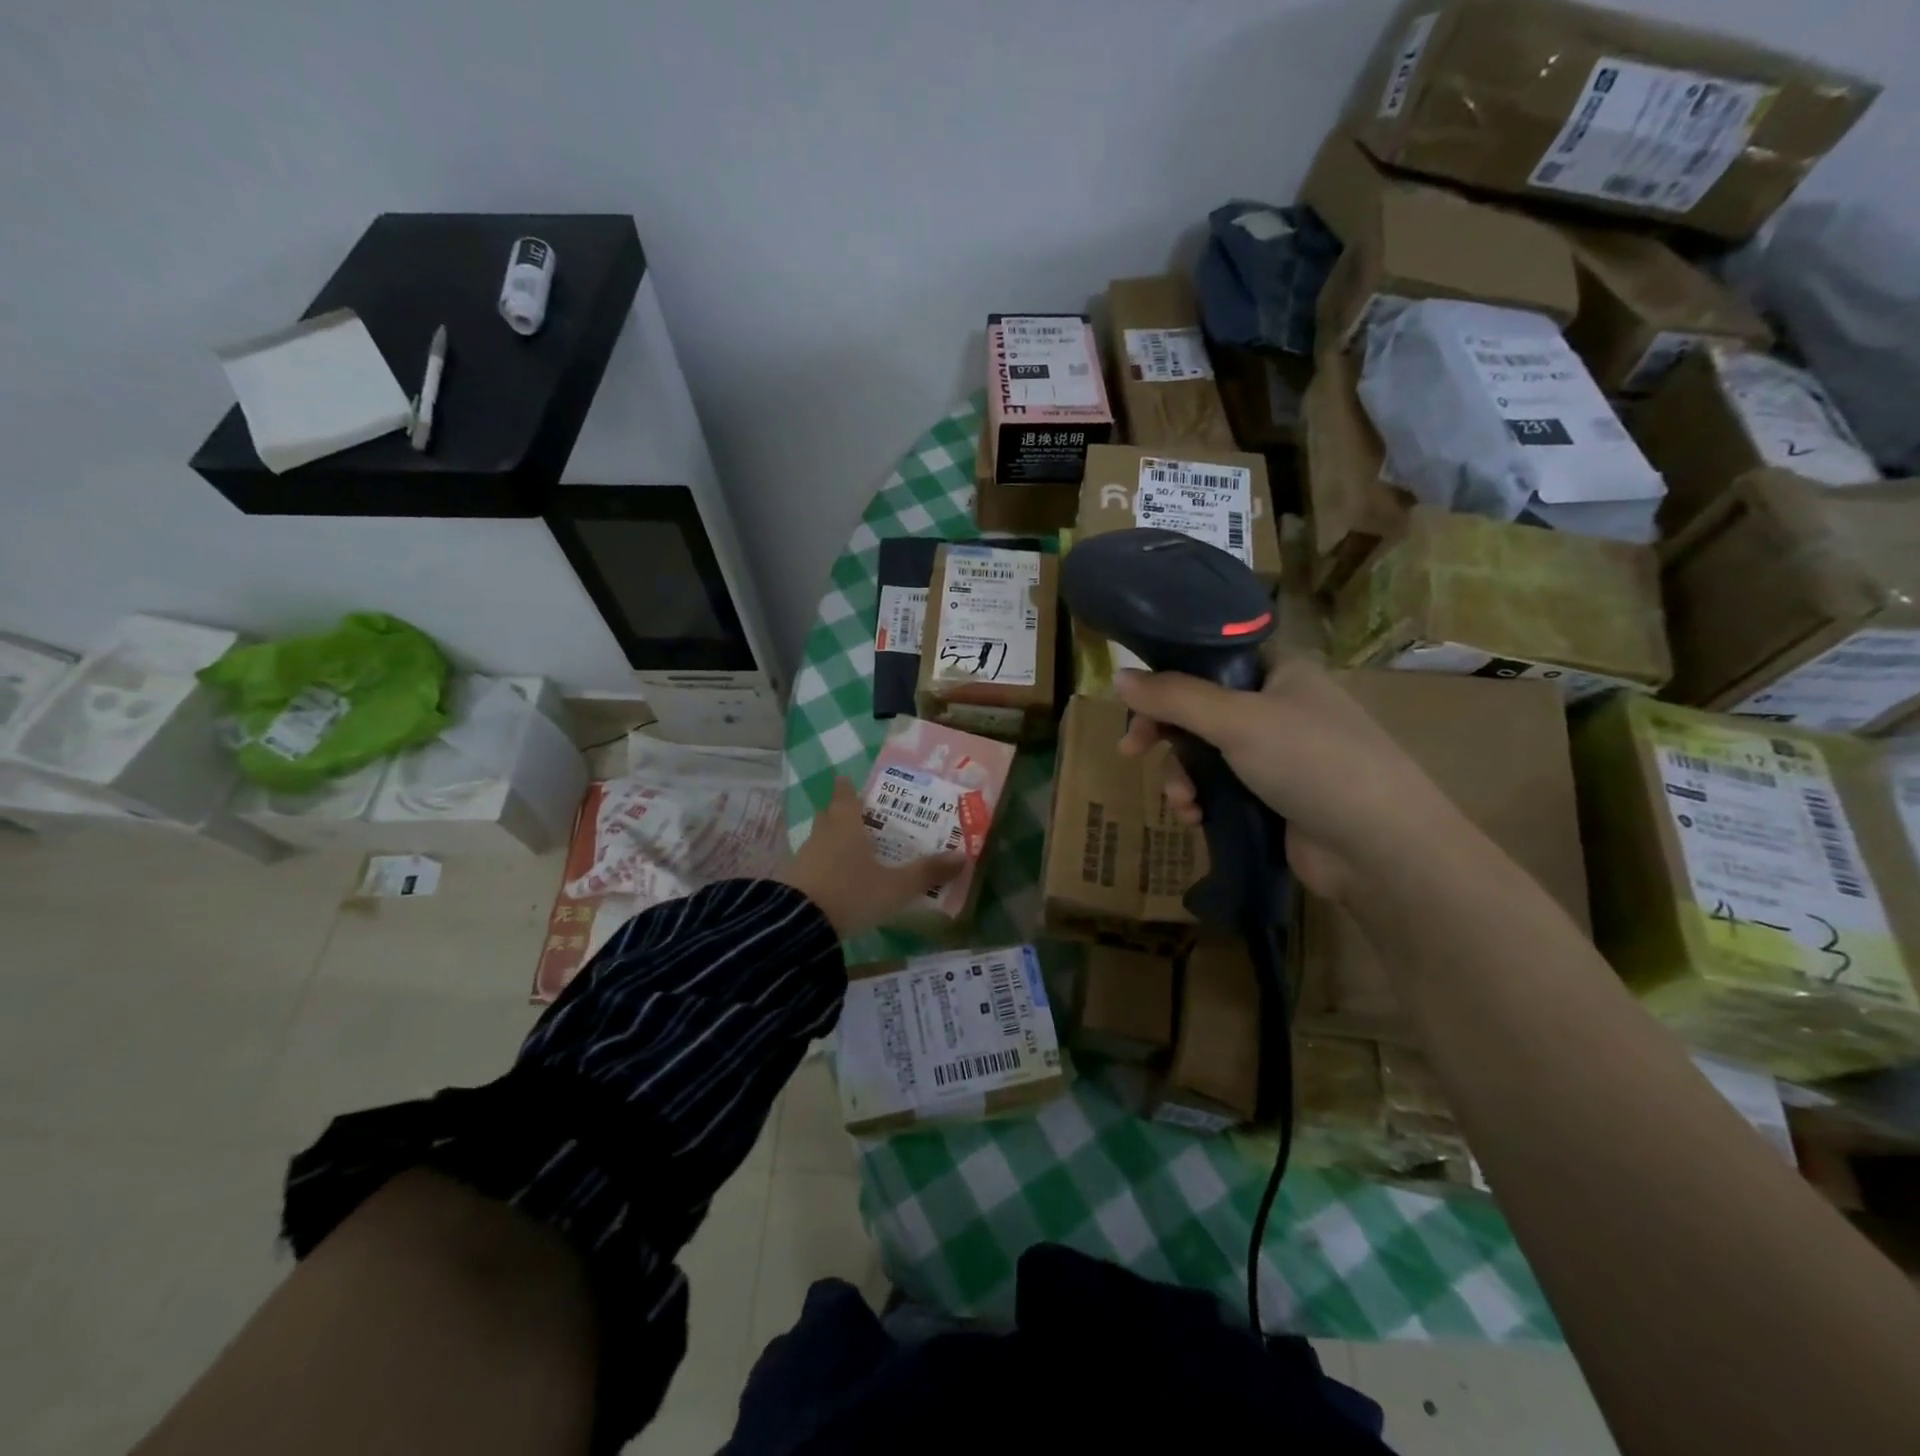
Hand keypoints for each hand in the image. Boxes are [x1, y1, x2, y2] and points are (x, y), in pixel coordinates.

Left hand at [776, 778, 965, 936]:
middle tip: (860, 818)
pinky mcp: (792, 880)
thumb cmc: (852, 894)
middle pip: (829, 814)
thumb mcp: (896, 887)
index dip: (848, 788)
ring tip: (852, 851)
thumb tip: (962, 857)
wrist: (798, 926)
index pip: (845, 795)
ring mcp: (803, 856)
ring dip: (832, 841)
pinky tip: (834, 880)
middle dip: (841, 813)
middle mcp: (823, 834)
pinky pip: (810, 863)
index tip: (850, 782)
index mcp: (846, 825)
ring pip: (819, 839)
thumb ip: (927, 872)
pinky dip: (822, 866)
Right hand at [1115, 656, 1462, 900]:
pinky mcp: (1273, 798)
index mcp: (1280, 671)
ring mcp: (1277, 755)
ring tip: (1182, 803)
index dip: (1168, 675)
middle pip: (1200, 709)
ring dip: (1182, 776)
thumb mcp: (1236, 720)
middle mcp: (1278, 707)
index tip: (1133, 701)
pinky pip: (1220, 789)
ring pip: (1205, 754)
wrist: (1379, 848)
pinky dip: (1201, 801)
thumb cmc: (1312, 761)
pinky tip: (1195, 819)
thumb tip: (1118, 676)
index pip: (1211, 658)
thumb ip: (1174, 697)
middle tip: (1131, 751)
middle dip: (1165, 735)